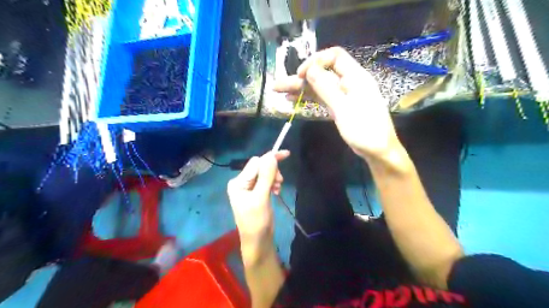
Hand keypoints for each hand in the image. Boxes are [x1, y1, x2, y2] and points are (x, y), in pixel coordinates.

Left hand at [227, 151, 288, 260]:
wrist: (258, 241)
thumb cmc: (257, 221)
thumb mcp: (261, 198)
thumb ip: (266, 176)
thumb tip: (271, 156)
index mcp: (238, 182)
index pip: (255, 163)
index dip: (270, 159)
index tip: (286, 154)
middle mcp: (241, 182)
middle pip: (260, 167)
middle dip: (272, 171)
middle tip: (280, 182)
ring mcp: (249, 188)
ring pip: (264, 173)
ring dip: (273, 178)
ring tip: (277, 189)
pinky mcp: (256, 192)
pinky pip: (266, 181)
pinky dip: (272, 183)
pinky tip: (275, 191)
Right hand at [275, 46, 401, 160]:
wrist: (378, 151)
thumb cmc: (365, 130)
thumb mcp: (344, 109)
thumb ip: (326, 88)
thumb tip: (310, 69)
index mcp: (355, 77)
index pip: (335, 57)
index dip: (316, 61)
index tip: (301, 74)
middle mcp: (348, 83)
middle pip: (322, 73)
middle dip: (300, 78)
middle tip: (278, 86)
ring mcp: (343, 95)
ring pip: (319, 87)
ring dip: (300, 89)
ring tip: (280, 92)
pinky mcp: (339, 107)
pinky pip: (322, 98)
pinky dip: (308, 98)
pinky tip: (293, 100)